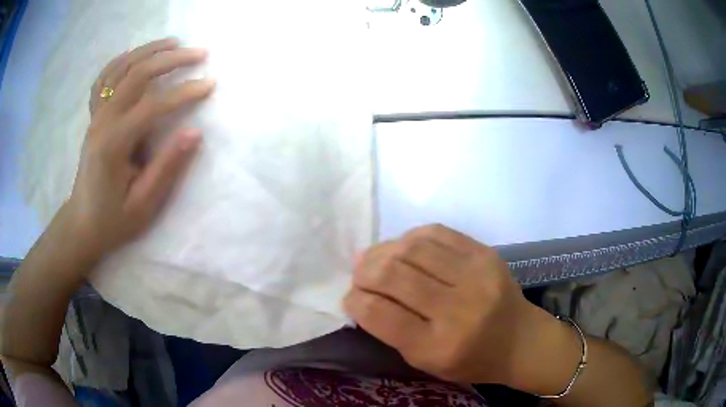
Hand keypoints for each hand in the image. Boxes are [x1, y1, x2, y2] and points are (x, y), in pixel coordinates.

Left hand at [68, 38, 215, 259]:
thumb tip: (195, 133)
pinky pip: (104, 79)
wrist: (82, 224)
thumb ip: (167, 167)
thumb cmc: (113, 220)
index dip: (184, 93)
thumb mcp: (143, 204)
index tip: (210, 84)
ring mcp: (95, 117)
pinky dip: (121, 61)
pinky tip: (135, 55)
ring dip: (148, 51)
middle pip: (136, 75)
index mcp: (113, 145)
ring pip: (120, 69)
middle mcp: (102, 122)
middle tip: (199, 53)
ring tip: (173, 43)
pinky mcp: (93, 117)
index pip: (152, 106)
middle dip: (170, 59)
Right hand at [344, 224, 578, 389]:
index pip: (381, 314)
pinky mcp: (485, 254)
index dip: (355, 300)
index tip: (350, 297)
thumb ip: (391, 331)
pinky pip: (437, 233)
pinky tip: (404, 247)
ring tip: (375, 258)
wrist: (520, 340)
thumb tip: (360, 293)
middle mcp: (457, 309)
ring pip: (412, 248)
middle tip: (358, 274)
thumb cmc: (470, 360)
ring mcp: (475, 276)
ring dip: (383, 250)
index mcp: (438, 347)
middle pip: (393, 275)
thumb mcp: (425, 361)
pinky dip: (411, 237)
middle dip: (364, 271)